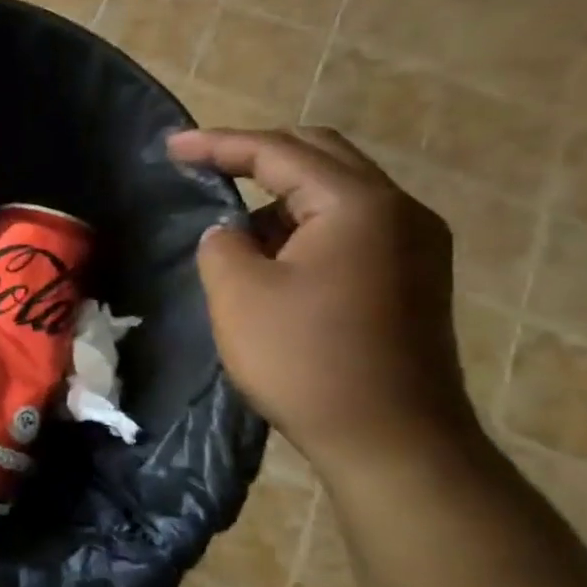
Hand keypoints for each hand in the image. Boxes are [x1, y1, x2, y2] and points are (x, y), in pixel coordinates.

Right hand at [167, 127, 477, 474]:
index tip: (170, 147)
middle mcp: (399, 211)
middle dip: (257, 155)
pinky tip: (274, 256)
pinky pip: (353, 226)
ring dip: (282, 195)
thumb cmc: (307, 360)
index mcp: (358, 204)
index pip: (278, 152)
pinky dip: (307, 225)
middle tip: (203, 165)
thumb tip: (231, 232)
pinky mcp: (414, 277)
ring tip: (234, 225)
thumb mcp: (239, 293)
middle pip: (320, 155)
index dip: (218, 144)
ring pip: (338, 192)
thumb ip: (222, 243)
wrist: (392, 441)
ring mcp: (416, 244)